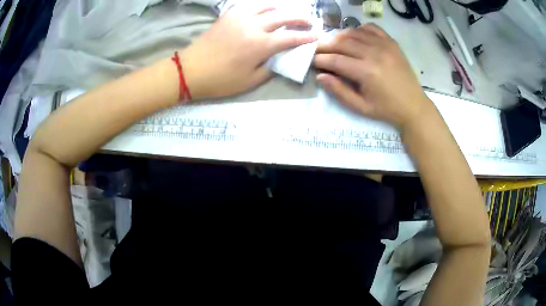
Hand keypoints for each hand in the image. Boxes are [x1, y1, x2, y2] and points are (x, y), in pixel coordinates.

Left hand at [181, 5, 316, 99]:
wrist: (190, 70)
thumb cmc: (220, 80)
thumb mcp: (250, 81)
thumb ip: (270, 68)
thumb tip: (279, 58)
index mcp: (260, 45)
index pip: (290, 37)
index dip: (305, 37)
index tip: (315, 37)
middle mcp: (253, 26)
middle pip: (283, 16)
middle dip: (300, 18)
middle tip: (309, 21)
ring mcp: (240, 18)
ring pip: (267, 7)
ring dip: (281, 9)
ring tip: (288, 14)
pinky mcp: (228, 15)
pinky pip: (249, 6)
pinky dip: (261, 7)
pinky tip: (264, 11)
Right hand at [313, 24, 430, 129]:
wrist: (414, 106)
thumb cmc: (387, 109)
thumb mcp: (361, 107)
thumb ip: (339, 91)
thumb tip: (320, 76)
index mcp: (367, 72)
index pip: (335, 60)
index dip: (320, 59)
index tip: (311, 60)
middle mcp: (375, 53)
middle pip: (342, 42)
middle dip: (325, 45)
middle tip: (318, 50)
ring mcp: (384, 45)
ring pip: (354, 32)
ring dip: (339, 36)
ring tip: (334, 44)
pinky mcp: (391, 42)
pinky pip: (370, 28)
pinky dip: (359, 30)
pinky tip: (355, 38)